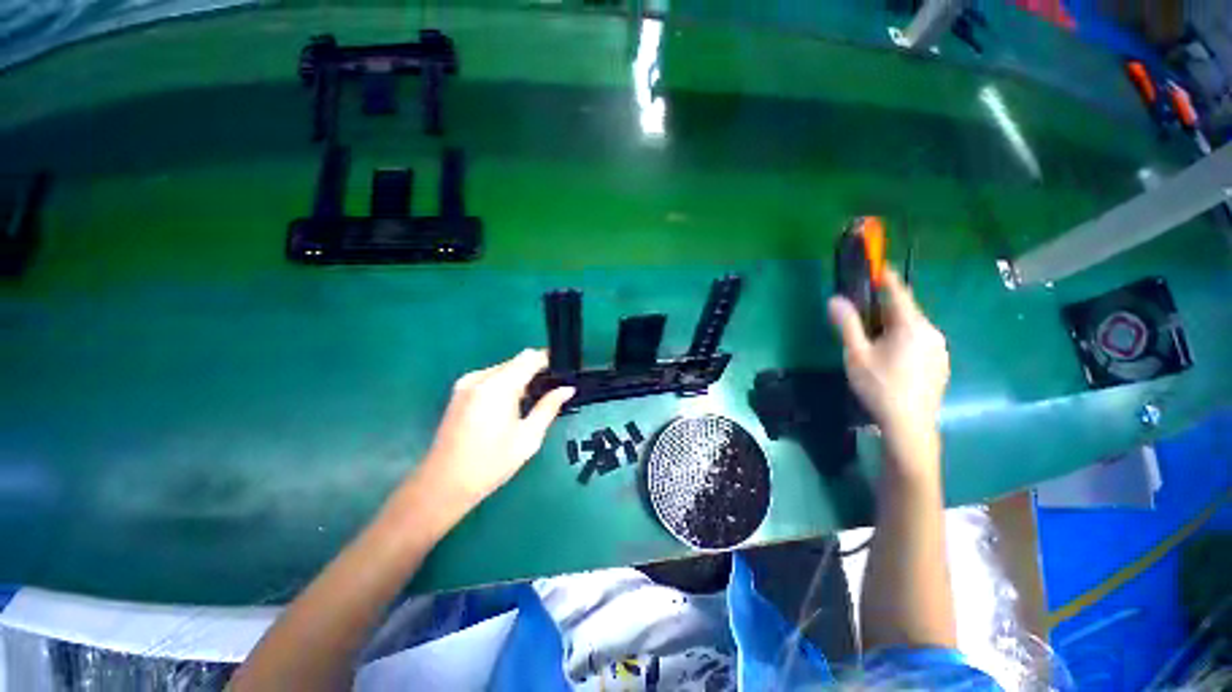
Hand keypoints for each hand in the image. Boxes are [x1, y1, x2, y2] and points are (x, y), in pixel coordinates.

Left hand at [417, 350, 574, 510]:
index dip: (548, 360)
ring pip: (503, 369)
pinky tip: (511, 406)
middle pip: (516, 362)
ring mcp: (466, 383)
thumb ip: (549, 407)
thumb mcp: (528, 437)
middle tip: (551, 392)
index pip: (529, 358)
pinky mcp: (459, 392)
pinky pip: (490, 378)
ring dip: (520, 378)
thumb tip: (567, 389)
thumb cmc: (490, 464)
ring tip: (532, 402)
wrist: (443, 484)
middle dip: (535, 371)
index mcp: (498, 387)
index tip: (563, 371)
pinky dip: (505, 384)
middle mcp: (480, 378)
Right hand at [828, 268, 948, 450]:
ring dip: (894, 325)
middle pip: (906, 311)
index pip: (898, 292)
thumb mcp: (856, 354)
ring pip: (913, 327)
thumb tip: (835, 299)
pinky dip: (904, 339)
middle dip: (885, 307)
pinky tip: (891, 358)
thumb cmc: (879, 386)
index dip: (887, 277)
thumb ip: (847, 324)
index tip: (878, 265)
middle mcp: (931, 331)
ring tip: (874, 340)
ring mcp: (939, 348)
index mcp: (911, 326)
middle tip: (863, 314)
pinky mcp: (940, 363)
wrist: (909, 425)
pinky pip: (920, 341)